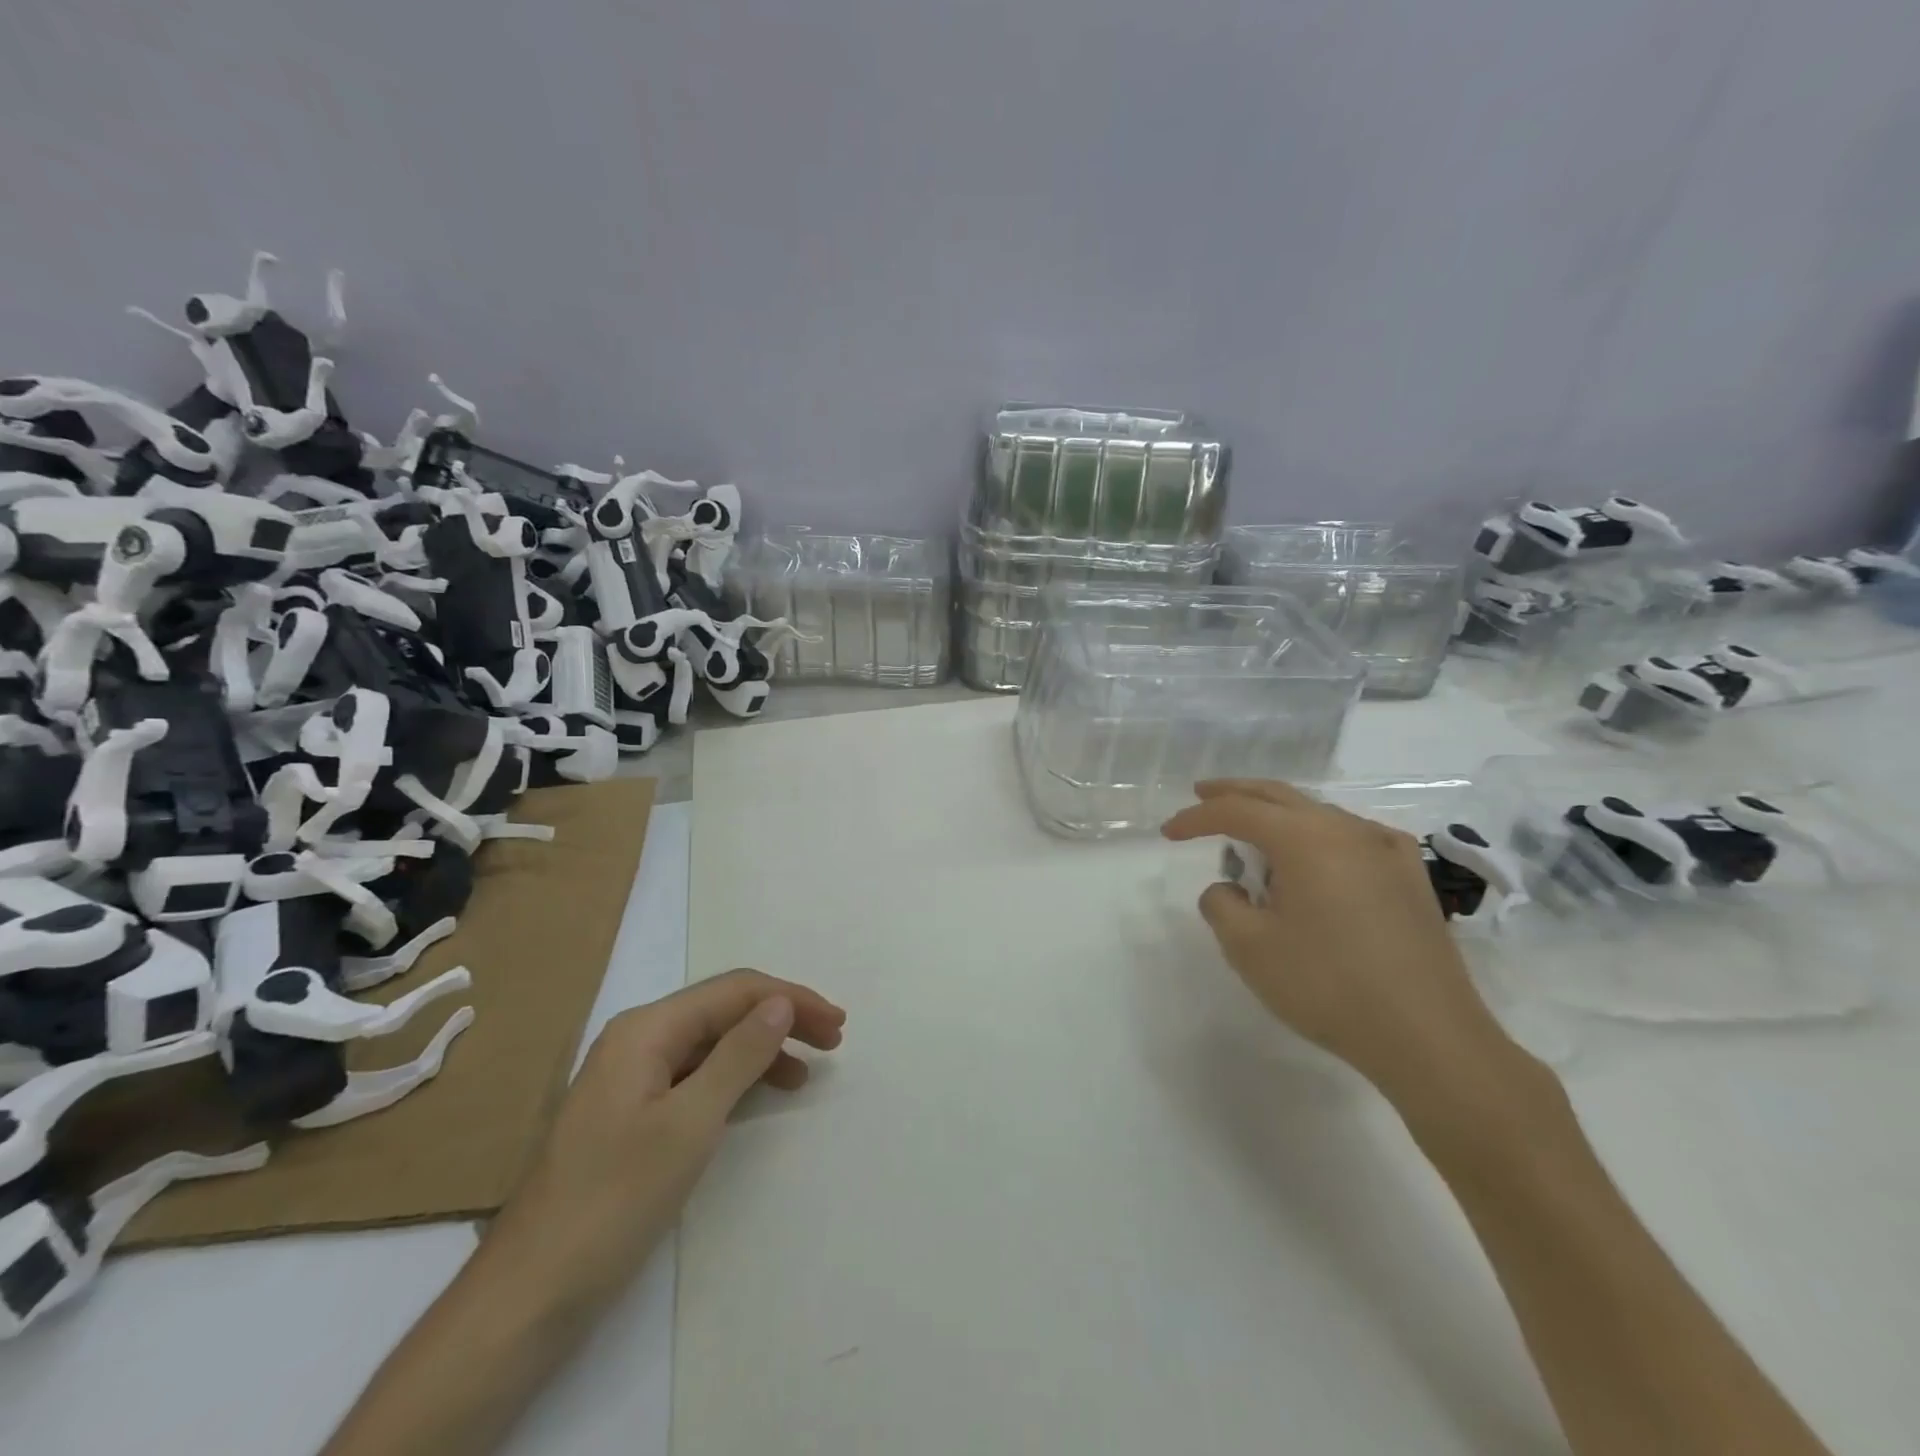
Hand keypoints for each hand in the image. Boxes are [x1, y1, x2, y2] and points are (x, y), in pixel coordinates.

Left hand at [482, 969, 845, 1313]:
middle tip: (834, 1039)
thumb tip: (781, 1002)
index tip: (837, 1023)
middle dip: (781, 1018)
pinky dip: (736, 1078)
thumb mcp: (690, 1123)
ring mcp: (632, 1076)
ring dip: (762, 1048)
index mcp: (647, 1028)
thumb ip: (740, 1055)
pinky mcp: (633, 1111)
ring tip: (807, 1072)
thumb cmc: (614, 1200)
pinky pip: (696, 1075)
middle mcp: (639, 1038)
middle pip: (724, 1010)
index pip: (734, 991)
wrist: (530, 1293)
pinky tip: (761, 1094)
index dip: (791, 999)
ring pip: (712, 1042)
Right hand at [1162, 779, 1516, 1107]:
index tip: (1168, 832)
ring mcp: (1385, 851)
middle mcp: (1346, 830)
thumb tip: (1228, 888)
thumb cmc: (1328, 986)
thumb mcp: (1250, 948)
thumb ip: (1222, 905)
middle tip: (1203, 795)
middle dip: (1235, 793)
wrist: (1428, 1036)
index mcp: (1304, 838)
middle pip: (1279, 796)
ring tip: (1253, 836)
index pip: (1237, 811)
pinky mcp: (1410, 878)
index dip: (1196, 818)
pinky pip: (1354, 838)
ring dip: (1278, 816)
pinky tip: (1321, 855)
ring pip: (1318, 814)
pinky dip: (1321, 836)